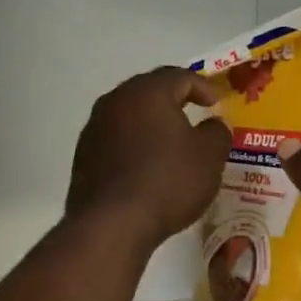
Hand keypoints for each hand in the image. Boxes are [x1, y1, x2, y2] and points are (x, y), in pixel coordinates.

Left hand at [66, 68, 230, 250]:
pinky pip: (115, 142)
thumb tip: (213, 125)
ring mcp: (94, 129)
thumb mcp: (209, 157)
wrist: (112, 224)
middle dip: (173, 101)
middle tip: (192, 114)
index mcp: (147, 92)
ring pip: (129, 117)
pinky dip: (133, 147)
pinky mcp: (83, 157)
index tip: (217, 102)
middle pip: (148, 92)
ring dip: (150, 125)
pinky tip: (145, 167)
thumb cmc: (168, 182)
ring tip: (169, 143)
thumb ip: (217, 133)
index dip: (202, 86)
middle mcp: (115, 101)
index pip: (179, 76)